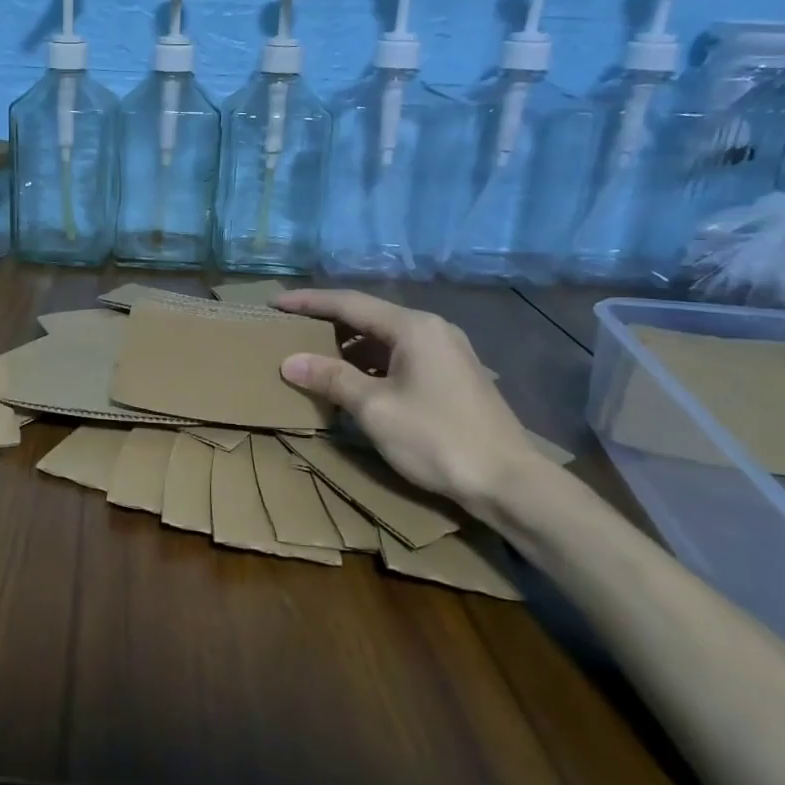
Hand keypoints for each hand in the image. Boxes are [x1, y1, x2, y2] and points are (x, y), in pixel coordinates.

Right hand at [273, 289, 546, 517]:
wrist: (509, 482)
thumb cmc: (437, 438)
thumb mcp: (375, 408)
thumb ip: (331, 378)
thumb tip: (289, 361)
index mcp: (413, 327)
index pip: (348, 303)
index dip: (308, 302)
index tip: (275, 303)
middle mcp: (432, 329)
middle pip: (368, 316)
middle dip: (327, 322)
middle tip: (290, 328)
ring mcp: (446, 352)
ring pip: (384, 338)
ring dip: (348, 345)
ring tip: (313, 355)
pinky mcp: (452, 376)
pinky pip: (399, 356)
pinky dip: (370, 363)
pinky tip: (352, 381)